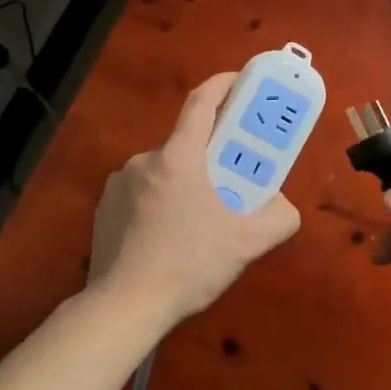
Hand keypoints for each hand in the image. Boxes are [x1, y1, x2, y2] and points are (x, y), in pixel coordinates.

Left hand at [89, 71, 301, 330]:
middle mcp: (145, 160)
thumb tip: (286, 208)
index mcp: (179, 157)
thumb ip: (278, 219)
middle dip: (210, 153)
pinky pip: (141, 191)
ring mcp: (119, 183)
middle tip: (230, 176)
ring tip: (199, 216)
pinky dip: (159, 200)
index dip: (223, 84)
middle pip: (185, 142)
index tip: (240, 81)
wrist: (123, 309)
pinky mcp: (104, 208)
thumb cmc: (188, 264)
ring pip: (163, 170)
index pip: (202, 103)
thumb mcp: (246, 243)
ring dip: (183, 181)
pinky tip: (167, 235)